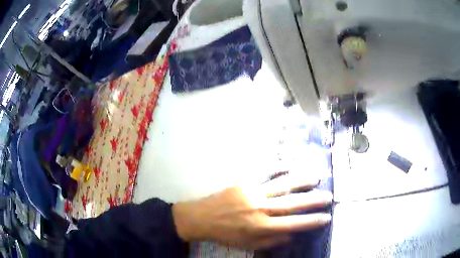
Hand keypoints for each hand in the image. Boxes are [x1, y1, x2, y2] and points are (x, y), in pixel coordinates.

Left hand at [172, 173, 331, 249]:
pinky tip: (291, 164)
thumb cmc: (227, 234)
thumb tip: (292, 235)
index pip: (293, 224)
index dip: (311, 221)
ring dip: (301, 180)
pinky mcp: (244, 182)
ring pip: (282, 185)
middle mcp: (260, 208)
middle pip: (292, 203)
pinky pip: (264, 173)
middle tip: (329, 196)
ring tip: (316, 177)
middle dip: (313, 200)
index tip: (326, 217)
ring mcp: (252, 192)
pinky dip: (279, 167)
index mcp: (261, 227)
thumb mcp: (249, 245)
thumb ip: (272, 241)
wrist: (202, 218)